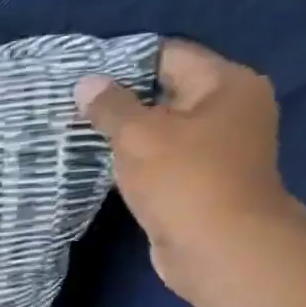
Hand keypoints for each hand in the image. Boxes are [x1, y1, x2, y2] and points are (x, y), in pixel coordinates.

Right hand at [78, 39, 305, 302]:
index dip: (124, 62)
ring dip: (127, 134)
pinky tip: (102, 165)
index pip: (168, 55)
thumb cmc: (185, 180)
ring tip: (80, 133)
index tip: (84, 75)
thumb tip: (86, 83)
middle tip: (74, 105)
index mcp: (227, 84)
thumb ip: (110, 106)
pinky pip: (163, 160)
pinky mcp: (202, 182)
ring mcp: (219, 149)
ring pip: (162, 130)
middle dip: (122, 100)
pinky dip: (137, 161)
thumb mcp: (139, 135)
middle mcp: (230, 110)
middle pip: (166, 91)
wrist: (221, 251)